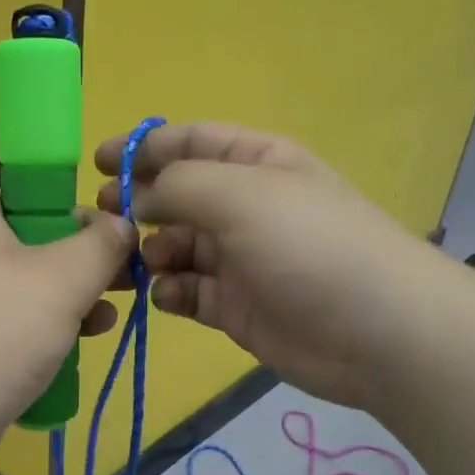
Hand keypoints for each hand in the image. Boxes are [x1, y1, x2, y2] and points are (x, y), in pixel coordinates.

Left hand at [0, 125, 134, 458]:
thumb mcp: (59, 281)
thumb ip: (100, 244)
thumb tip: (119, 227)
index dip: (33, 142)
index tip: (79, 173)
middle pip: (17, 203)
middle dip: (71, 222)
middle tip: (111, 244)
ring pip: (24, 257)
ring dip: (72, 271)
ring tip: (117, 291)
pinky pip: (15, 300)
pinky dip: (52, 308)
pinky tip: (91, 330)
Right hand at [95, 124, 415, 411]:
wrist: (377, 332)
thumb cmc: (308, 245)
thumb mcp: (241, 194)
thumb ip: (178, 185)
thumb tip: (137, 196)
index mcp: (256, 163)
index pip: (190, 142)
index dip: (144, 148)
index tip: (97, 163)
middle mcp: (245, 206)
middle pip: (177, 197)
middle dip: (138, 205)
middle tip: (102, 220)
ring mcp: (240, 259)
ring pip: (176, 248)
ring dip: (150, 254)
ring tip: (134, 266)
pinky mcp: (236, 306)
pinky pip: (188, 292)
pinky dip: (171, 292)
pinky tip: (167, 296)